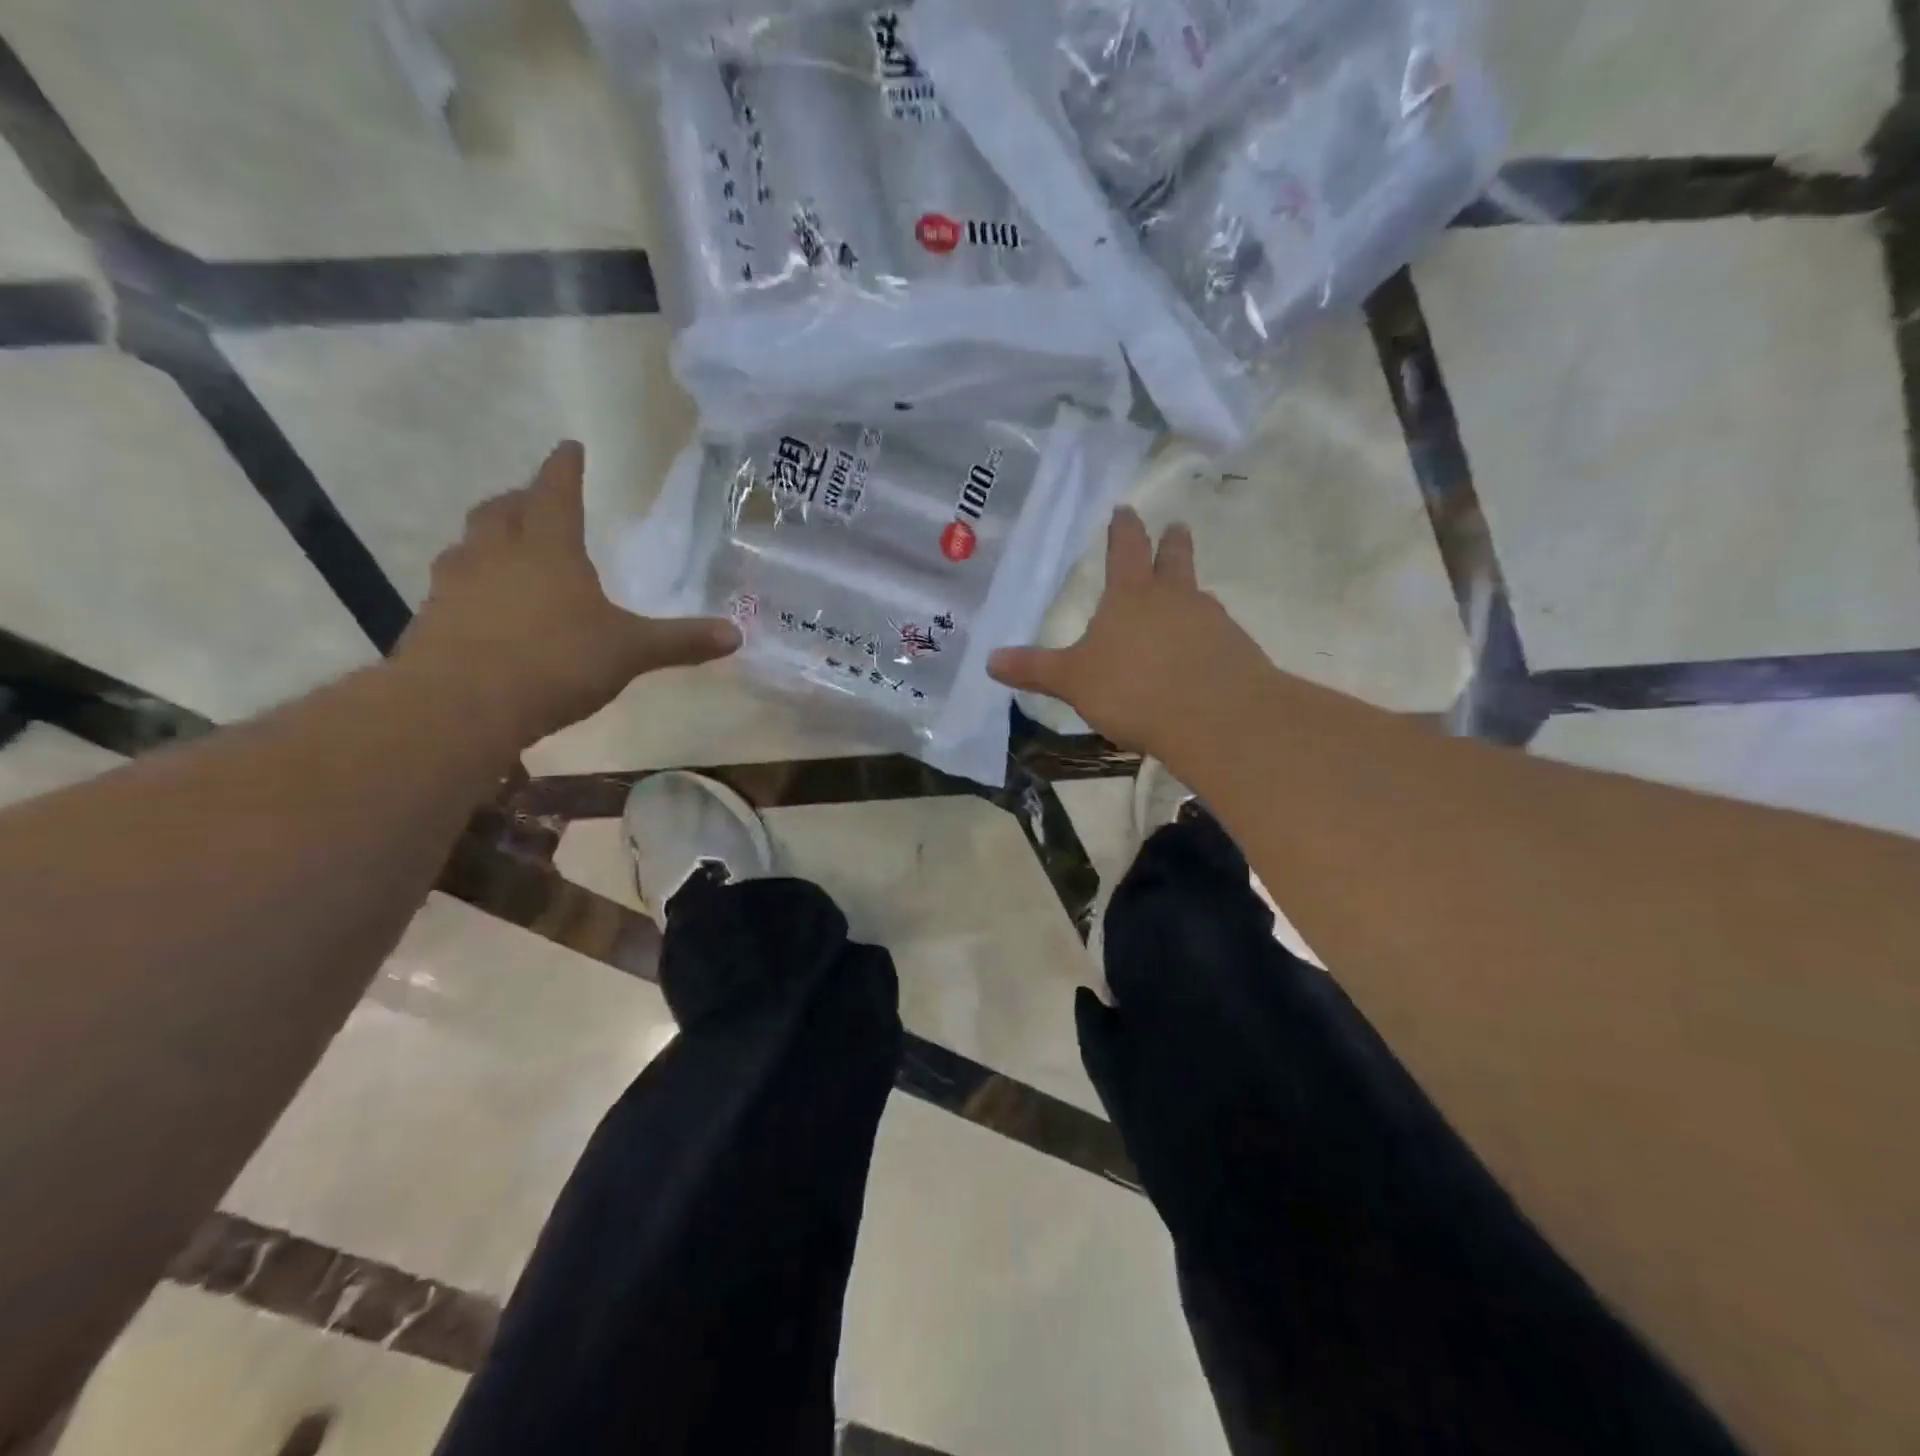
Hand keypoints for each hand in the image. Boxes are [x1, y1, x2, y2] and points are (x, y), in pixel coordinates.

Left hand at [396, 440, 739, 748]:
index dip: (565, 468)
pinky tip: (484, 606)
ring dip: (489, 537)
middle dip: (522, 499)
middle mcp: (496, 553)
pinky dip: (471, 582)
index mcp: (548, 549)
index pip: (556, 492)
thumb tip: (736, 635)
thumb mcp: (629, 652)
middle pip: (503, 510)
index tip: (570, 446)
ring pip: (469, 543)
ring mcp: (455, 583)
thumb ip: (680, 641)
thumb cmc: (555, 661)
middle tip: (536, 499)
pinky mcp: (432, 618)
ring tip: (506, 548)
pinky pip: (452, 584)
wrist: (460, 705)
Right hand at [989, 507, 1270, 755]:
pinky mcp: (1237, 650)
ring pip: (1199, 595)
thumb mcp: (1074, 681)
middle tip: (1175, 527)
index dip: (1123, 528)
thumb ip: (1036, 669)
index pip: (1125, 549)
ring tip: (1187, 597)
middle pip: (1174, 559)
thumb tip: (990, 660)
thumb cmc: (1134, 689)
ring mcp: (1211, 621)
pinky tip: (1201, 655)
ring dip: (1191, 591)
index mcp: (1131, 595)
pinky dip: (1207, 636)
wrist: (1217, 717)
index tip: (1125, 508)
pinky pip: (1217, 633)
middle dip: (1171, 542)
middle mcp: (1174, 598)